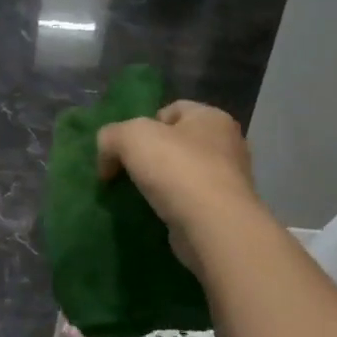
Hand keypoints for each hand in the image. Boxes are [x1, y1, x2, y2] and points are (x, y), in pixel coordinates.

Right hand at [97, 101, 262, 267]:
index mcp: (211, 117)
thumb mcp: (130, 137)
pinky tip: (156, 214)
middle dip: (150, 155)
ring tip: (138, 196)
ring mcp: (229, 180)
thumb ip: (110, 137)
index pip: (171, 110)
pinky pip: (190, 201)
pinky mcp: (224, 211)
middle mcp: (226, 144)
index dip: (143, 124)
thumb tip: (107, 160)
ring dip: (161, 183)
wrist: (213, 227)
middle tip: (127, 172)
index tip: (126, 148)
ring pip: (183, 173)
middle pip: (177, 142)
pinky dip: (172, 206)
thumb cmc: (177, 168)